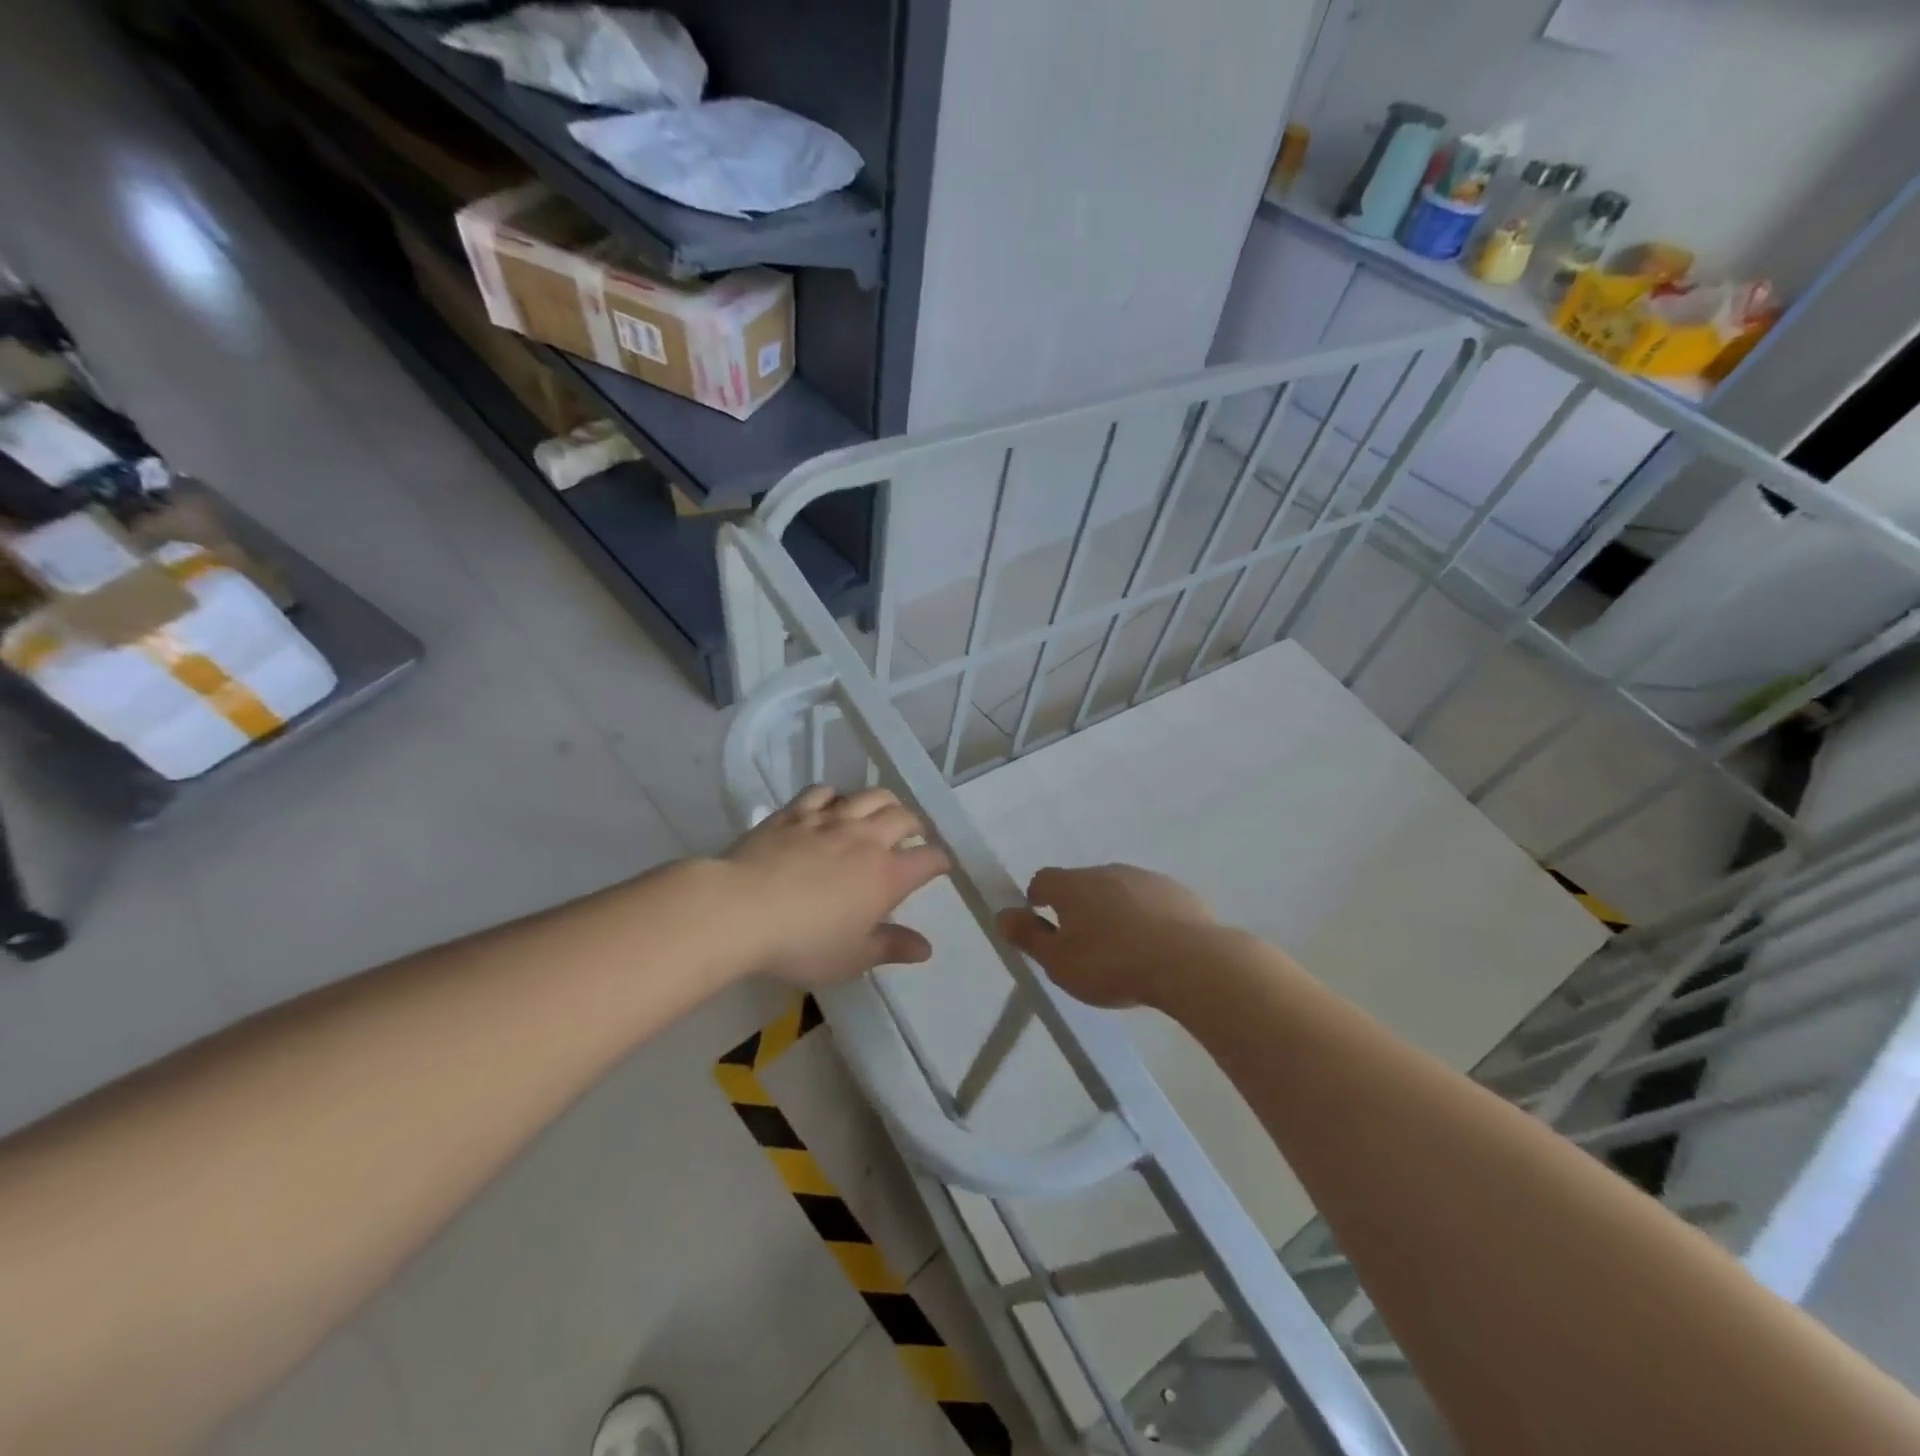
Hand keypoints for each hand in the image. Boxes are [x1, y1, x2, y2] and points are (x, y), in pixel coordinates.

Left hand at [720, 786, 949, 986]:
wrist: (740, 910)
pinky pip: (823, 792)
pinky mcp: (794, 813)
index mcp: (886, 875)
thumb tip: (925, 947)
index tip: (941, 867)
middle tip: (914, 835)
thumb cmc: (802, 943)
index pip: (928, 859)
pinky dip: (836, 796)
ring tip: (883, 812)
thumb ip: (891, 947)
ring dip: (884, 801)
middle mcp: (865, 839)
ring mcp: (828, 820)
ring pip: (869, 795)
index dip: (940, 861)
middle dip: (916, 825)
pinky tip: (832, 804)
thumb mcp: (852, 958)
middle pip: (903, 817)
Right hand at [997, 864, 1216, 1008]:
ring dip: (1115, 913)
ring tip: (1123, 953)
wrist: (1190, 962)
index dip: (1038, 901)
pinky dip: (1147, 919)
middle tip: (1084, 948)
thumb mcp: (1059, 963)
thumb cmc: (1112, 964)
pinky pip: (1152, 903)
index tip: (1043, 927)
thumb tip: (1002, 914)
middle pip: (1083, 885)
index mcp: (1073, 885)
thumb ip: (1029, 938)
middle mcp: (1108, 871)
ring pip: (1119, 892)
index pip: (1043, 880)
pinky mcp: (1179, 893)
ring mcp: (1146, 878)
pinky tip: (1156, 950)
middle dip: (1079, 909)